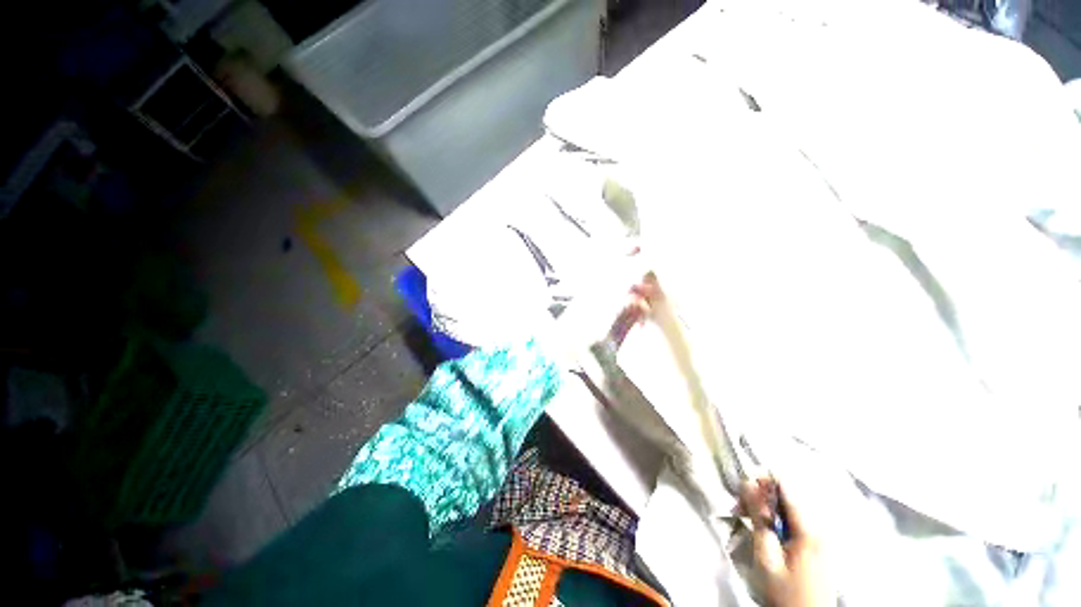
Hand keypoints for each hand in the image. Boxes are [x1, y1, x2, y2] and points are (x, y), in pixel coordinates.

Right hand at [741, 477, 834, 606]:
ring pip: (789, 507)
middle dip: (761, 496)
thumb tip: (747, 483)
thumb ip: (759, 518)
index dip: (762, 480)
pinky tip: (765, 530)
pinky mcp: (818, 544)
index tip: (742, 489)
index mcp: (809, 528)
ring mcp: (821, 535)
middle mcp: (819, 526)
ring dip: (766, 508)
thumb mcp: (766, 556)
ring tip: (748, 519)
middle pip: (787, 495)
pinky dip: (777, 519)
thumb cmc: (784, 591)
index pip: (786, 485)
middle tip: (739, 508)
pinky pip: (795, 519)